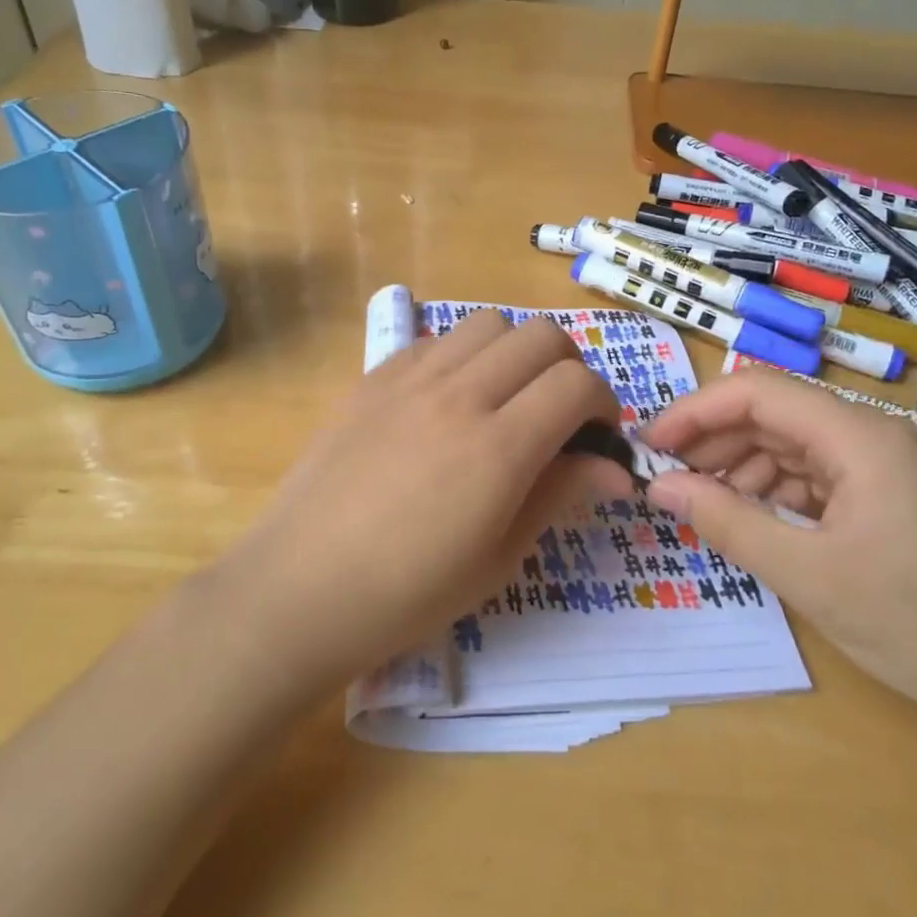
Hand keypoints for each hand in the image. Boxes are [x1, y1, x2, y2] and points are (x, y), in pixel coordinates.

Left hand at [221, 310, 630, 691]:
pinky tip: (448, 401)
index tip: (596, 436)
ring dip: (515, 351)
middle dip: (569, 367)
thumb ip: (560, 495)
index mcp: (498, 447)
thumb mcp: (499, 556)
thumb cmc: (409, 592)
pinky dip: (462, 356)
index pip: (577, 382)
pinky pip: (435, 340)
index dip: (603, 403)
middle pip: (542, 336)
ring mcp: (410, 379)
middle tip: (559, 414)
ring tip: (504, 398)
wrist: (301, 587)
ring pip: (488, 323)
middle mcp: (459, 395)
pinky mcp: (373, 378)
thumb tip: (615, 469)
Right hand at [641, 370, 916, 728]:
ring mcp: (885, 466)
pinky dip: (775, 491)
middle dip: (714, 441)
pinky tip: (751, 518)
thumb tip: (659, 487)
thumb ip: (726, 521)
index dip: (696, 412)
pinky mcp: (889, 496)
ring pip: (792, 444)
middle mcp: (873, 436)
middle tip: (665, 478)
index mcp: (860, 436)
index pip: (758, 392)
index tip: (650, 445)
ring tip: (701, 502)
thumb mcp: (806, 573)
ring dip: (741, 467)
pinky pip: (815, 475)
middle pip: (774, 415)